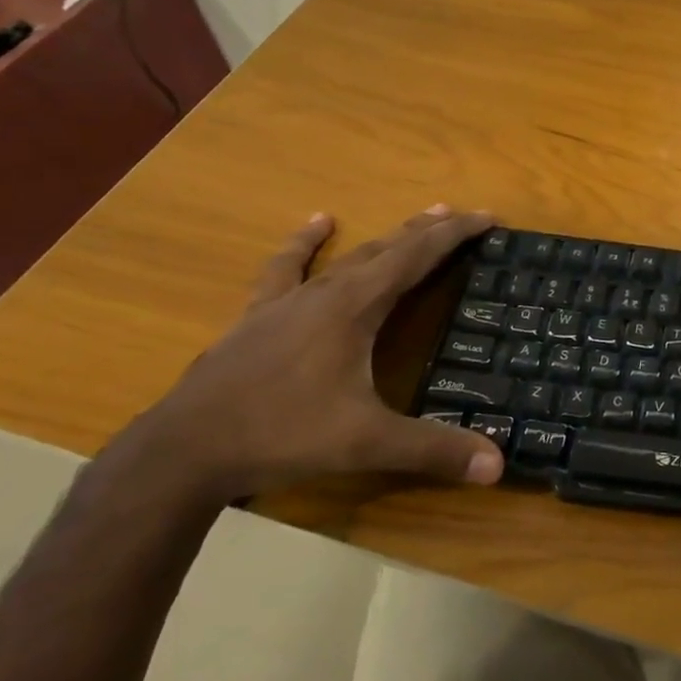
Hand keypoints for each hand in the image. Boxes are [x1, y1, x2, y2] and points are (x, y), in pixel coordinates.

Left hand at [115, 205, 505, 501]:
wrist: (182, 451)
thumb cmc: (281, 435)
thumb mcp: (365, 443)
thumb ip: (433, 449)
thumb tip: (498, 465)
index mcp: (356, 306)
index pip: (418, 256)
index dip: (456, 234)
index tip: (489, 218)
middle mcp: (326, 290)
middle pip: (389, 248)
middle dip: (431, 231)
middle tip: (465, 216)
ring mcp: (288, 300)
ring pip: (350, 256)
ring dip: (388, 237)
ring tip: (419, 217)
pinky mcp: (258, 316)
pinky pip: (287, 268)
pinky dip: (305, 244)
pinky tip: (317, 222)